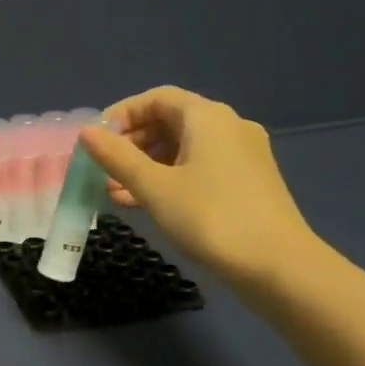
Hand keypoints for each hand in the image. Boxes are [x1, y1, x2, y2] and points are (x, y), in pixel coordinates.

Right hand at [79, 86, 319, 298]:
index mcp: (207, 117)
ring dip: (147, 165)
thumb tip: (86, 132)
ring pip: (183, 149)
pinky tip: (145, 204)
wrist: (278, 267)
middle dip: (131, 143)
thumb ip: (117, 157)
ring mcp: (242, 156)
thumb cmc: (210, 218)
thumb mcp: (154, 187)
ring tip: (115, 192)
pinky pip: (199, 168)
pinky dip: (169, 179)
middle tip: (102, 169)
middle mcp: (228, 127)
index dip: (122, 114)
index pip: (156, 98)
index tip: (96, 141)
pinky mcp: (247, 183)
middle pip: (170, 121)